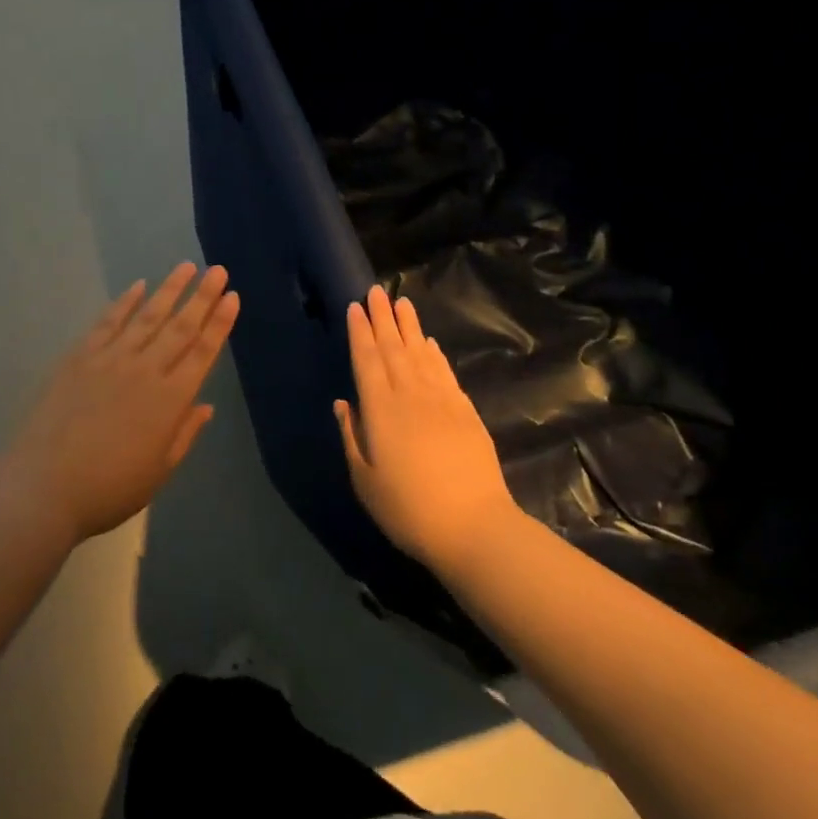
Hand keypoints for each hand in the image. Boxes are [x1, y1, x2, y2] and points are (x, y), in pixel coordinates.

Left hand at [7, 264, 238, 544]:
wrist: (45, 485)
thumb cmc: (108, 488)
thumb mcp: (158, 472)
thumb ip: (184, 434)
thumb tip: (205, 405)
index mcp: (170, 401)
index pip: (202, 352)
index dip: (219, 323)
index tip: (232, 297)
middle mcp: (145, 370)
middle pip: (180, 327)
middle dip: (202, 296)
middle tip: (218, 270)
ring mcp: (111, 359)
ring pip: (148, 316)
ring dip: (169, 289)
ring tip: (186, 266)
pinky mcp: (81, 356)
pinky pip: (108, 322)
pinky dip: (125, 302)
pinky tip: (138, 286)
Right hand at [335, 286, 519, 574]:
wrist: (475, 528)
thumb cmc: (409, 510)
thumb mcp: (365, 481)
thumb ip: (351, 437)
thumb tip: (343, 403)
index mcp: (380, 410)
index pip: (366, 360)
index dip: (360, 331)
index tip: (355, 306)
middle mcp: (409, 396)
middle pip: (393, 348)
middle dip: (382, 318)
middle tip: (376, 290)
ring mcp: (441, 401)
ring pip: (421, 354)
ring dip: (410, 327)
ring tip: (402, 303)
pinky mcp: (466, 412)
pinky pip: (445, 373)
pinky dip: (435, 354)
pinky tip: (430, 343)